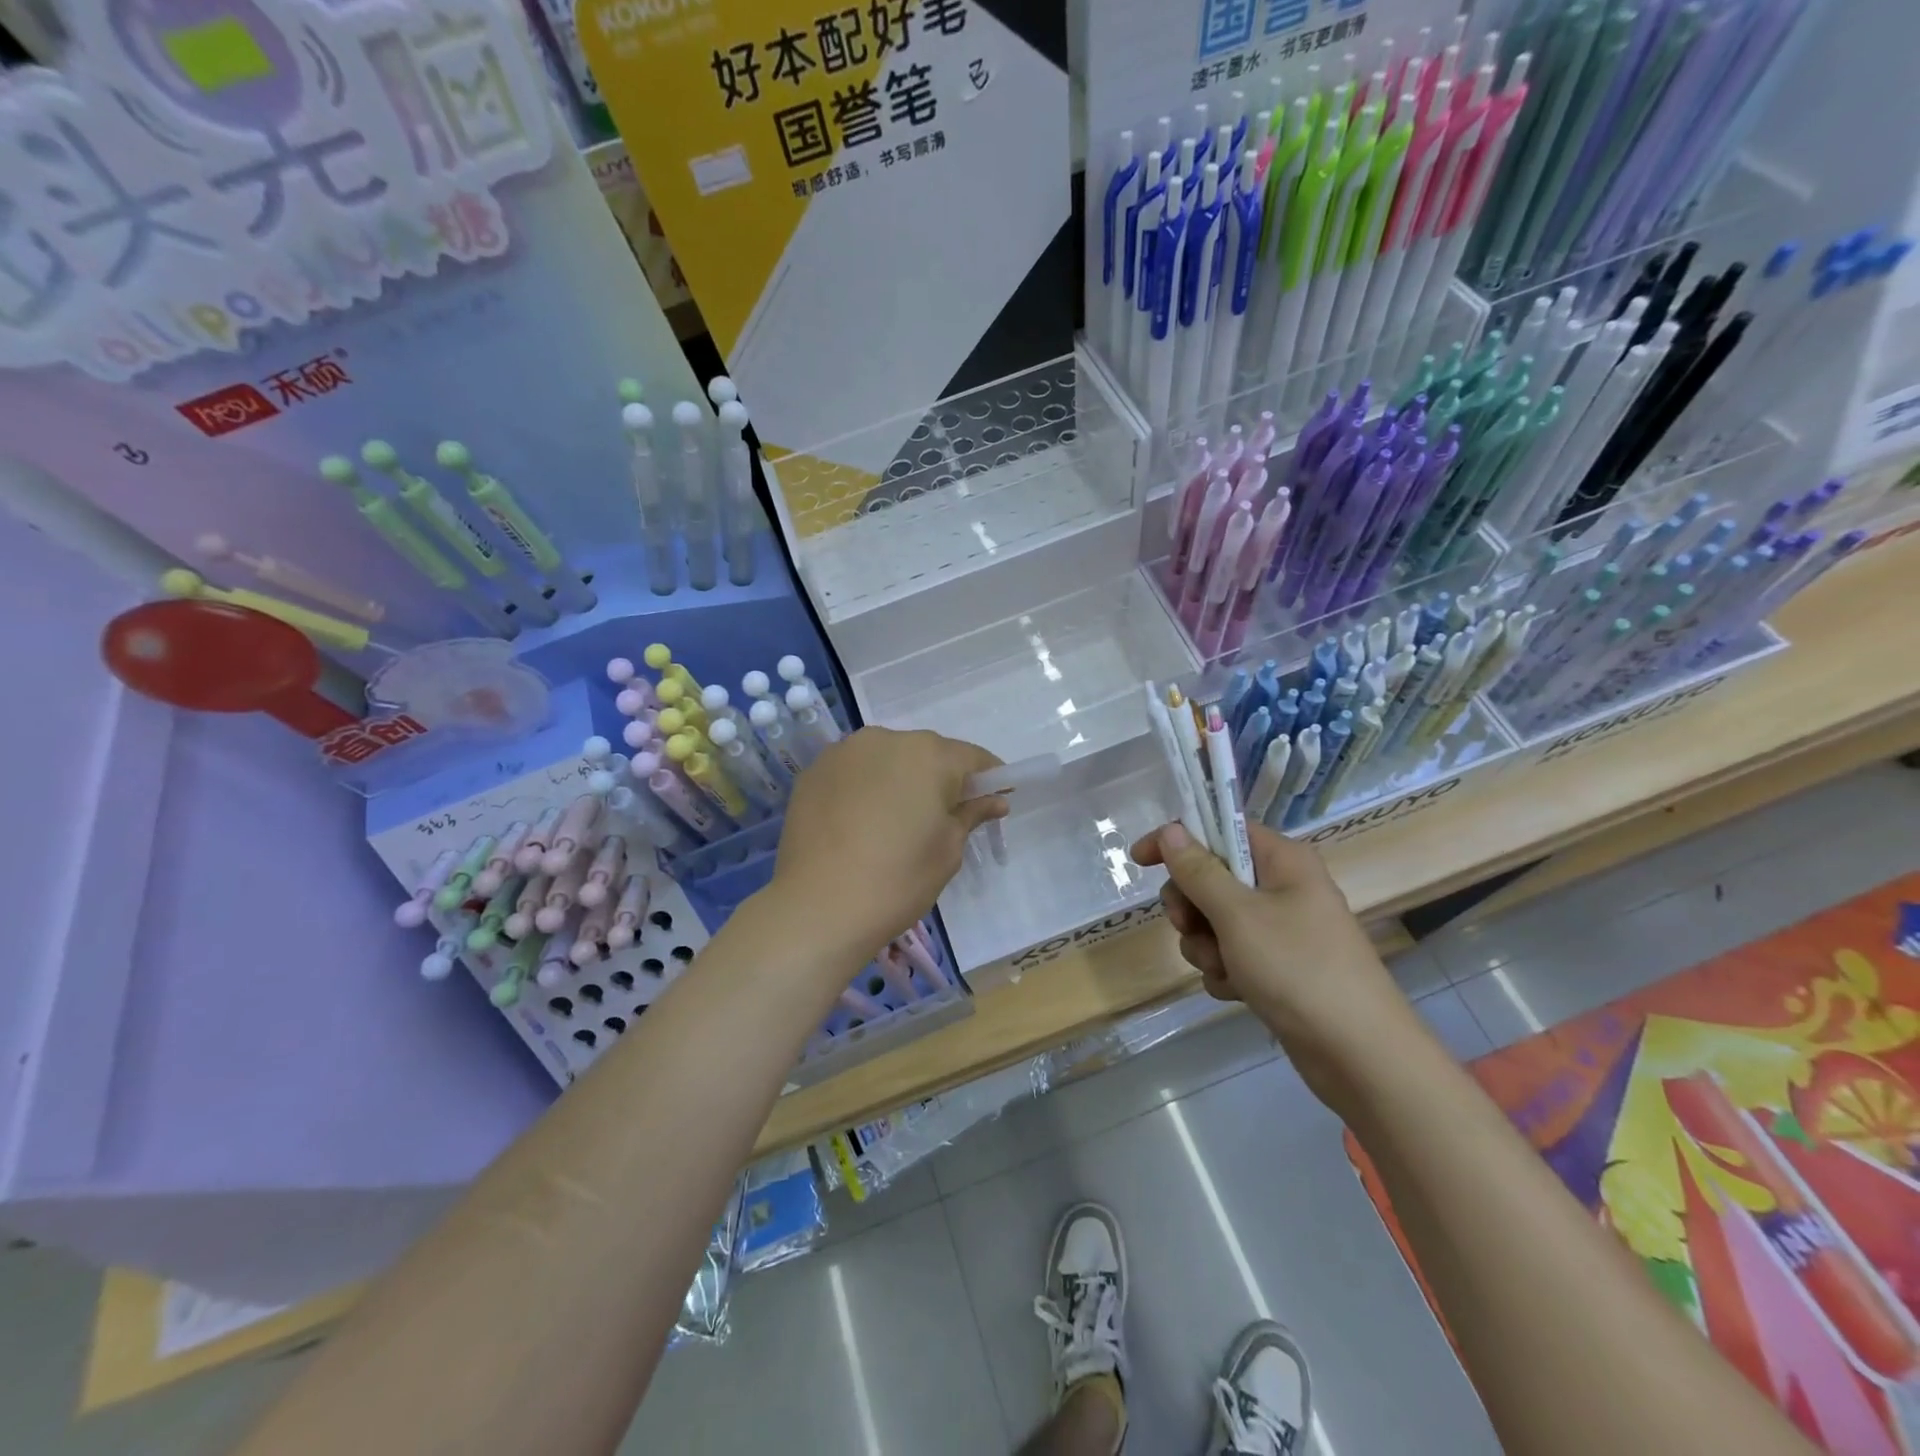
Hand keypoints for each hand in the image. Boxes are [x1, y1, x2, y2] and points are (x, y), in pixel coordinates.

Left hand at [770, 727, 1005, 959]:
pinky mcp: (814, 772)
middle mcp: (886, 739)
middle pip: (927, 753)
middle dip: (941, 779)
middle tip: (942, 818)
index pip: (973, 758)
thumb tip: (994, 800)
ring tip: (896, 822)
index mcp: (929, 755)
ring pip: (887, 759)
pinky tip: (861, 823)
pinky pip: (854, 772)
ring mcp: (844, 752)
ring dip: (900, 780)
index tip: (995, 800)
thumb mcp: (947, 850)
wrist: (818, 907)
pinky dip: (865, 788)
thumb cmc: (898, 880)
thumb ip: (971, 814)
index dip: (989, 779)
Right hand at [1131, 821, 1413, 1105]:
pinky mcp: (1277, 968)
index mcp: (1282, 861)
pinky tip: (1237, 992)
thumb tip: (1171, 830)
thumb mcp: (1238, 915)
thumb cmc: (1298, 969)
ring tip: (1224, 969)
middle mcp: (1282, 888)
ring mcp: (1280, 930)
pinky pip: (1231, 956)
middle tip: (1188, 925)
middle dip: (1191, 907)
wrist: (1359, 1055)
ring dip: (1206, 946)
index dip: (1178, 841)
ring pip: (1215, 922)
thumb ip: (1199, 871)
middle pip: (1211, 878)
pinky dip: (1225, 972)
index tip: (1140, 861)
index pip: (1219, 831)